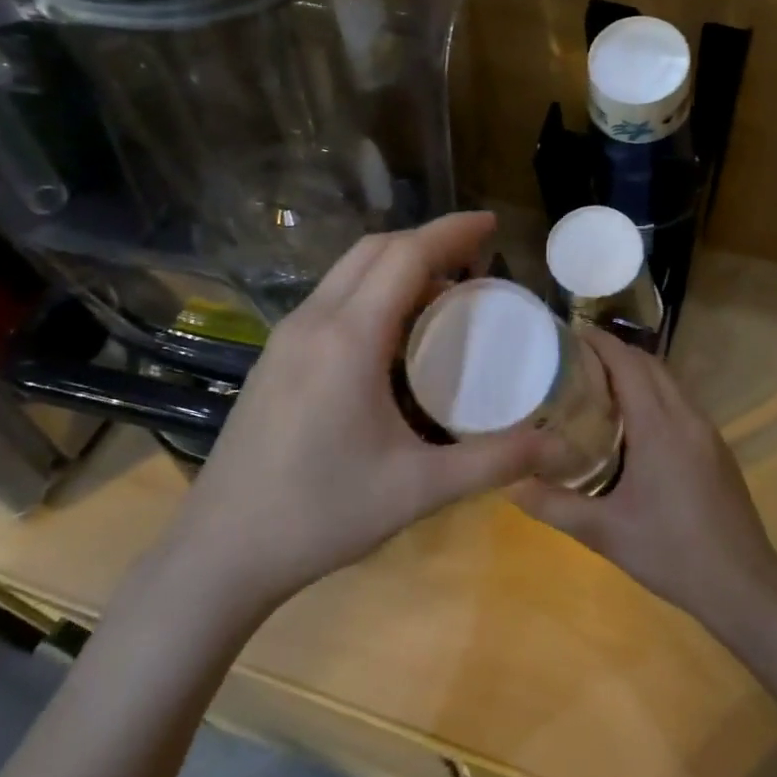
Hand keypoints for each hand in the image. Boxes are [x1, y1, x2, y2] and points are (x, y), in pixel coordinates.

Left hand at [178, 212, 548, 608]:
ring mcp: (286, 337)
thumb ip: (493, 462)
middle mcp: (313, 322)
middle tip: (477, 258)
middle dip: (428, 240)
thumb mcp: (418, 490)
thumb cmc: (321, 514)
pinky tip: (394, 332)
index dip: (452, 231)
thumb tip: (556, 445)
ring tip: (444, 291)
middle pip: (374, 250)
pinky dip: (372, 290)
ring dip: (398, 264)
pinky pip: (331, 298)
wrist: (220, 551)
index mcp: (349, 339)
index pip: (406, 256)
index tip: (492, 224)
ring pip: (348, 271)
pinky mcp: (274, 357)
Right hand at [512, 329, 776, 631]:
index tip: (570, 333)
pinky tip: (635, 422)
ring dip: (638, 372)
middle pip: (650, 364)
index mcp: (659, 426)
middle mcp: (686, 417)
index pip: (628, 364)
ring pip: (670, 382)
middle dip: (615, 352)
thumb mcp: (603, 532)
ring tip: (600, 384)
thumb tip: (509, 484)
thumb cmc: (670, 552)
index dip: (600, 343)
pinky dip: (655, 394)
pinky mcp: (717, 448)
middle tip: (576, 359)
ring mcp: (707, 431)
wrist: (742, 583)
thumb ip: (553, 505)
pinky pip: (682, 403)